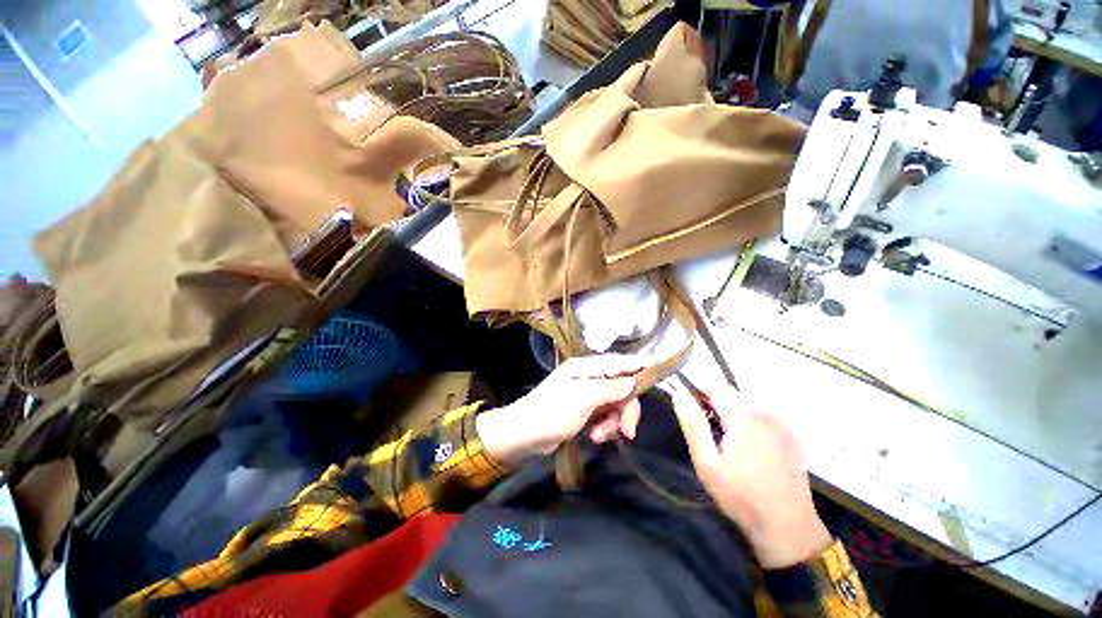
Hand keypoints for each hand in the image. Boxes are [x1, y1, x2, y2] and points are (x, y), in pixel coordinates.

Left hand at [476, 354, 643, 466]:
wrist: (522, 437)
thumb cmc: (550, 413)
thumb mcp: (583, 399)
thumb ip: (611, 389)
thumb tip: (634, 380)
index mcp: (587, 367)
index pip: (622, 363)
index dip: (640, 371)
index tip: (657, 382)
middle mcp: (589, 378)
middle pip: (623, 388)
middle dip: (626, 410)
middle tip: (627, 431)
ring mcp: (587, 396)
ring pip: (616, 406)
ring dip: (613, 423)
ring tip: (598, 437)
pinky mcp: (584, 413)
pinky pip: (606, 417)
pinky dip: (605, 428)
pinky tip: (594, 438)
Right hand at [672, 386, 830, 568]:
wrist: (783, 518)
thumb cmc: (739, 495)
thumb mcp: (708, 465)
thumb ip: (694, 427)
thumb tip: (680, 393)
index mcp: (743, 417)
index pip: (719, 387)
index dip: (701, 391)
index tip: (690, 408)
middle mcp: (766, 413)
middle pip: (738, 400)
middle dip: (720, 412)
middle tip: (711, 442)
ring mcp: (783, 425)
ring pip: (754, 414)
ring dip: (740, 424)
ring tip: (734, 456)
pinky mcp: (794, 438)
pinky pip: (769, 426)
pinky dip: (758, 434)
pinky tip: (756, 462)